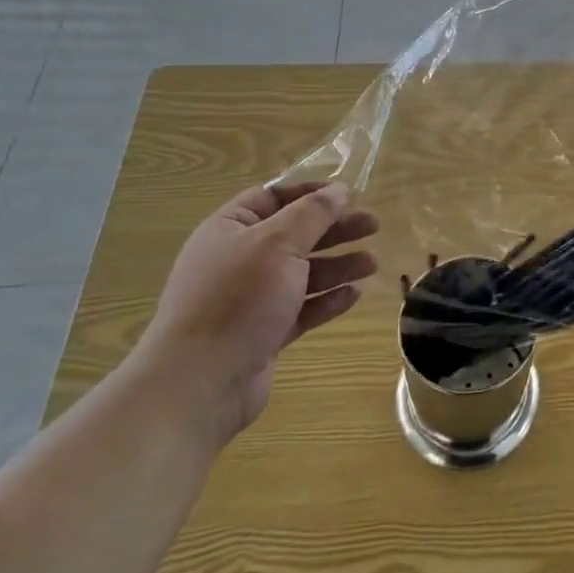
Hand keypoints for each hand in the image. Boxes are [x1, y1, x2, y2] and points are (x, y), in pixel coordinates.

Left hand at [135, 181, 378, 443]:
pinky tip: (354, 296)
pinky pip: (301, 308)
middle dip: (334, 229)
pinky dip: (327, 300)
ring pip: (302, 272)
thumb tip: (340, 190)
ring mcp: (249, 300)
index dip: (311, 193)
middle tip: (373, 226)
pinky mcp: (263, 333)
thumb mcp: (279, 243)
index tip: (349, 195)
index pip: (272, 197)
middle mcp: (238, 260)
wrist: (200, 383)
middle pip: (294, 234)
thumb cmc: (238, 298)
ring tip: (372, 264)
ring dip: (338, 265)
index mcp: (229, 229)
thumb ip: (314, 213)